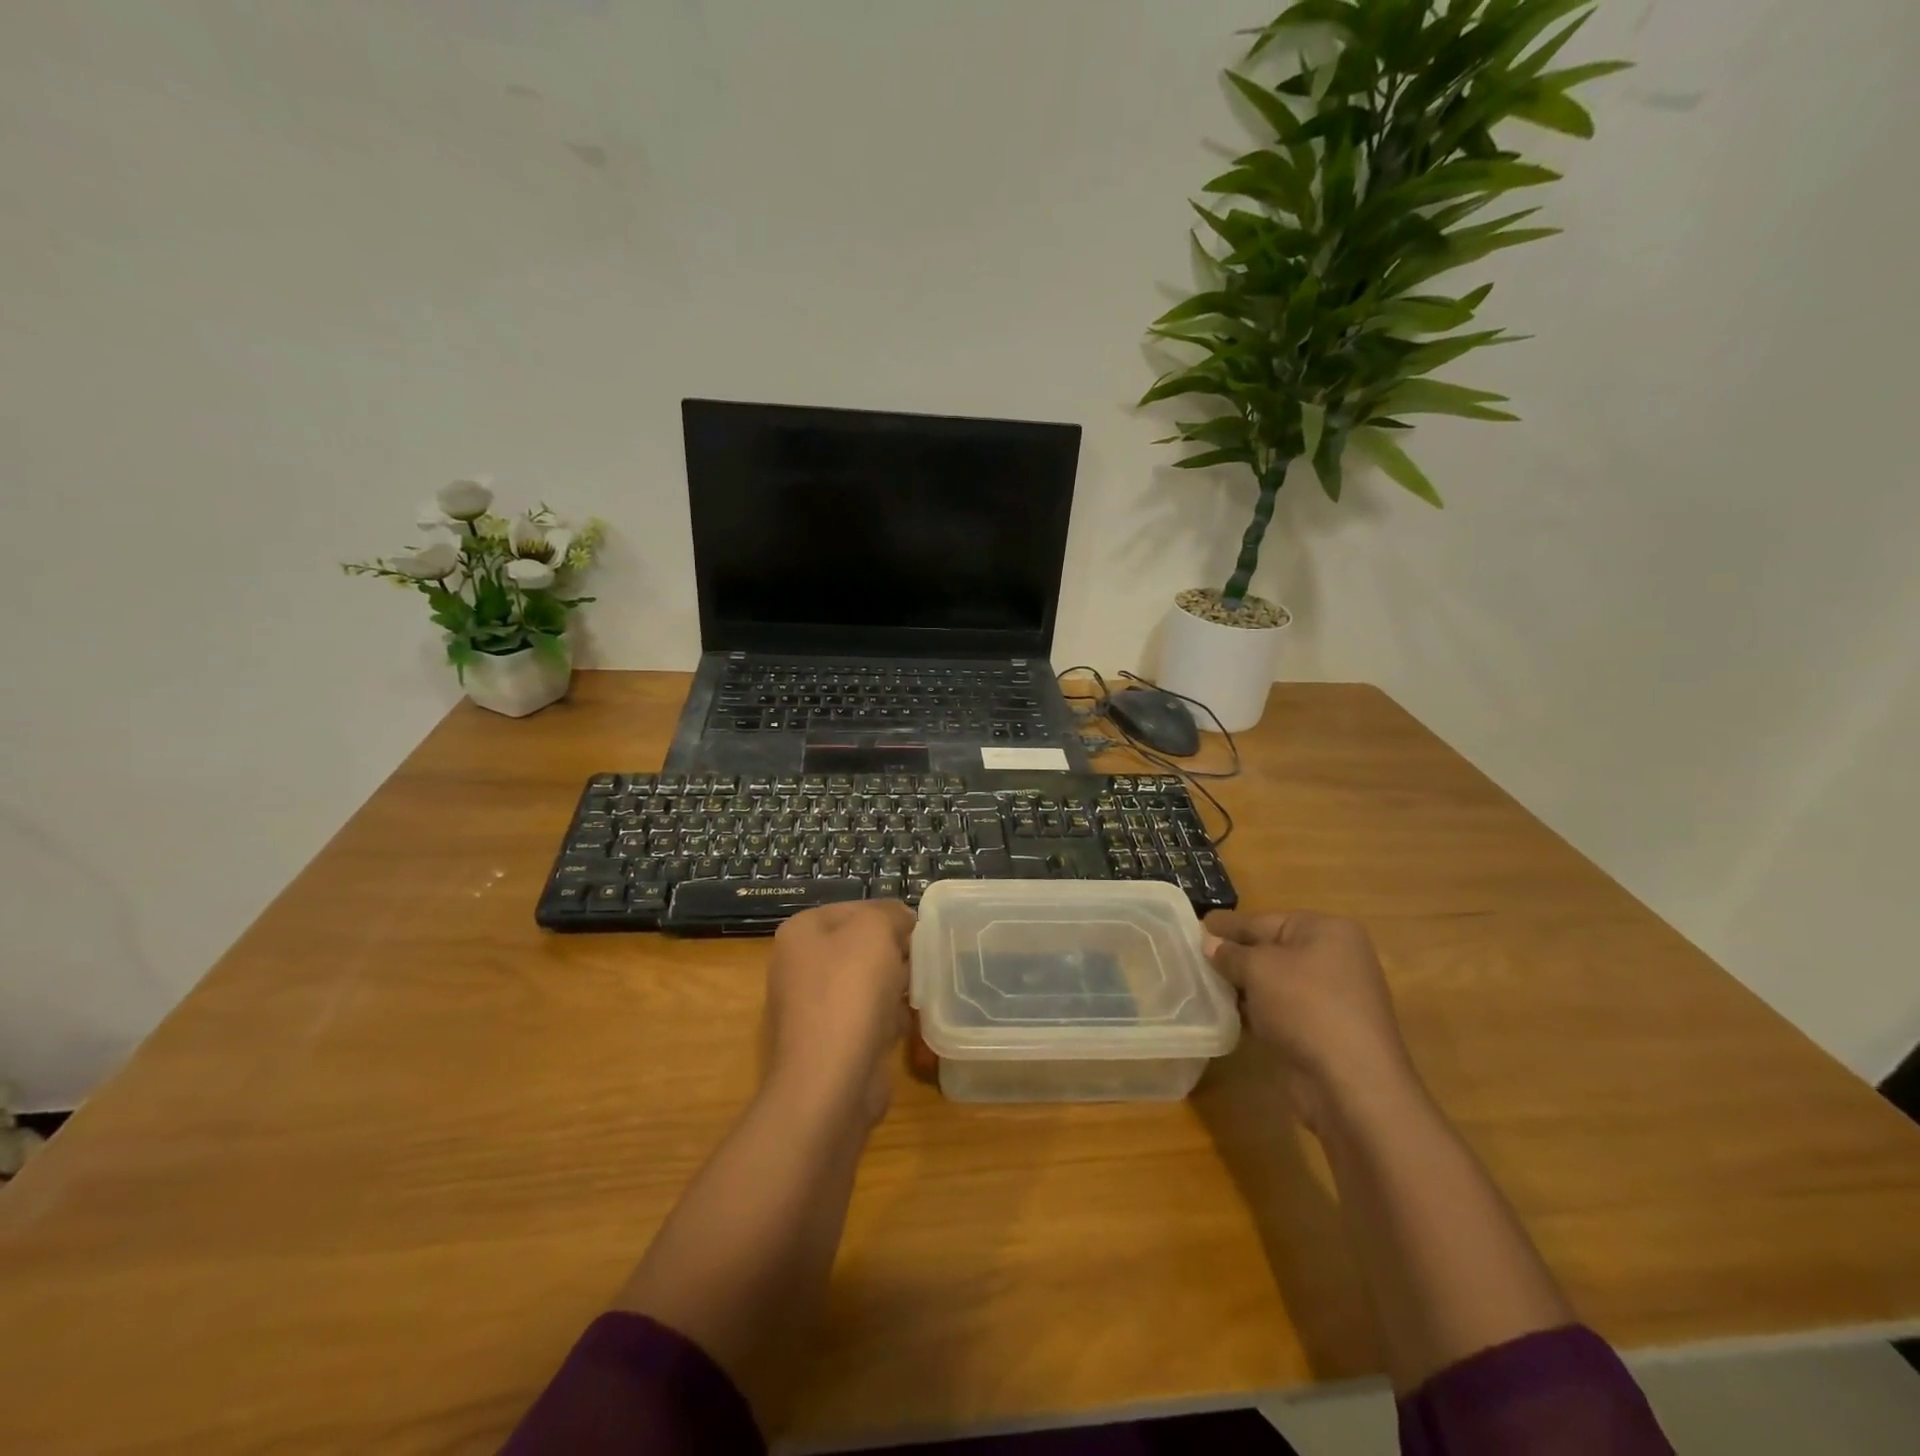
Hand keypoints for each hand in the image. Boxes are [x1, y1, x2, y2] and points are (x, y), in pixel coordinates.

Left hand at [764, 900, 915, 1124]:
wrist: (831, 1081)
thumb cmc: (850, 992)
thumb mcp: (875, 930)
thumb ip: (890, 914)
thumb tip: (900, 921)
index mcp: (801, 933)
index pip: (855, 908)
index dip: (890, 917)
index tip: (918, 933)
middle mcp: (799, 966)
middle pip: (860, 947)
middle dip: (894, 953)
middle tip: (920, 962)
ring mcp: (812, 1007)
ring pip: (866, 983)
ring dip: (894, 986)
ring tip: (917, 992)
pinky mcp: (829, 1042)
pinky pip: (866, 1018)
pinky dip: (887, 1019)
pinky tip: (905, 1025)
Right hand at [1204, 910, 1424, 1135]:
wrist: (1350, 1083)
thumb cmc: (1306, 1007)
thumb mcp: (1259, 969)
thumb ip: (1229, 953)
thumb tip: (1208, 943)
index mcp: (1326, 931)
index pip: (1264, 921)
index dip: (1228, 926)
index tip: (1193, 926)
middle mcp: (1333, 958)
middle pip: (1270, 950)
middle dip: (1232, 956)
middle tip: (1190, 956)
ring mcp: (1330, 997)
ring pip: (1273, 982)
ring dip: (1241, 985)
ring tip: (1199, 984)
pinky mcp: (1322, 1031)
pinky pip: (1280, 1010)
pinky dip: (1255, 1010)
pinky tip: (1224, 1013)